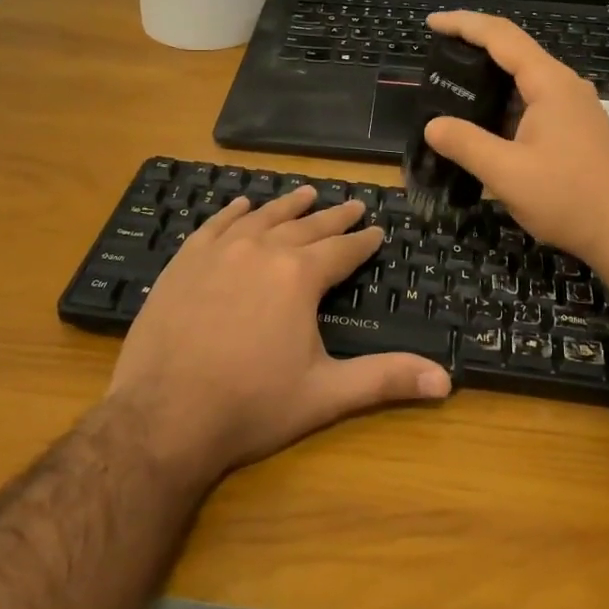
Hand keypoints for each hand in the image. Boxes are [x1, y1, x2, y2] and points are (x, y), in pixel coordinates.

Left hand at [109, 186, 451, 479]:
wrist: (162, 416)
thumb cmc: (251, 405)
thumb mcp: (325, 394)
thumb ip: (385, 379)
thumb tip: (447, 381)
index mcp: (299, 276)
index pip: (341, 250)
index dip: (362, 240)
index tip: (377, 229)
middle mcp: (262, 250)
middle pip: (305, 226)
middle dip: (333, 216)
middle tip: (352, 204)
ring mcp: (219, 251)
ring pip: (262, 217)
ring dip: (287, 205)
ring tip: (306, 192)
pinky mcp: (185, 261)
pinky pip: (216, 225)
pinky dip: (233, 212)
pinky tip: (241, 204)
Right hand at [422, 12, 608, 272]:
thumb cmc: (569, 199)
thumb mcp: (507, 174)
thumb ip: (466, 144)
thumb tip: (432, 125)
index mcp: (550, 84)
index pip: (501, 36)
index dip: (464, 24)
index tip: (432, 22)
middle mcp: (566, 86)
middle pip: (515, 50)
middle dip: (475, 46)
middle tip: (437, 54)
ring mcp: (576, 108)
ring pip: (526, 78)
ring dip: (491, 76)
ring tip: (455, 85)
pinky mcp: (579, 129)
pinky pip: (536, 100)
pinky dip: (506, 100)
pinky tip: (488, 121)